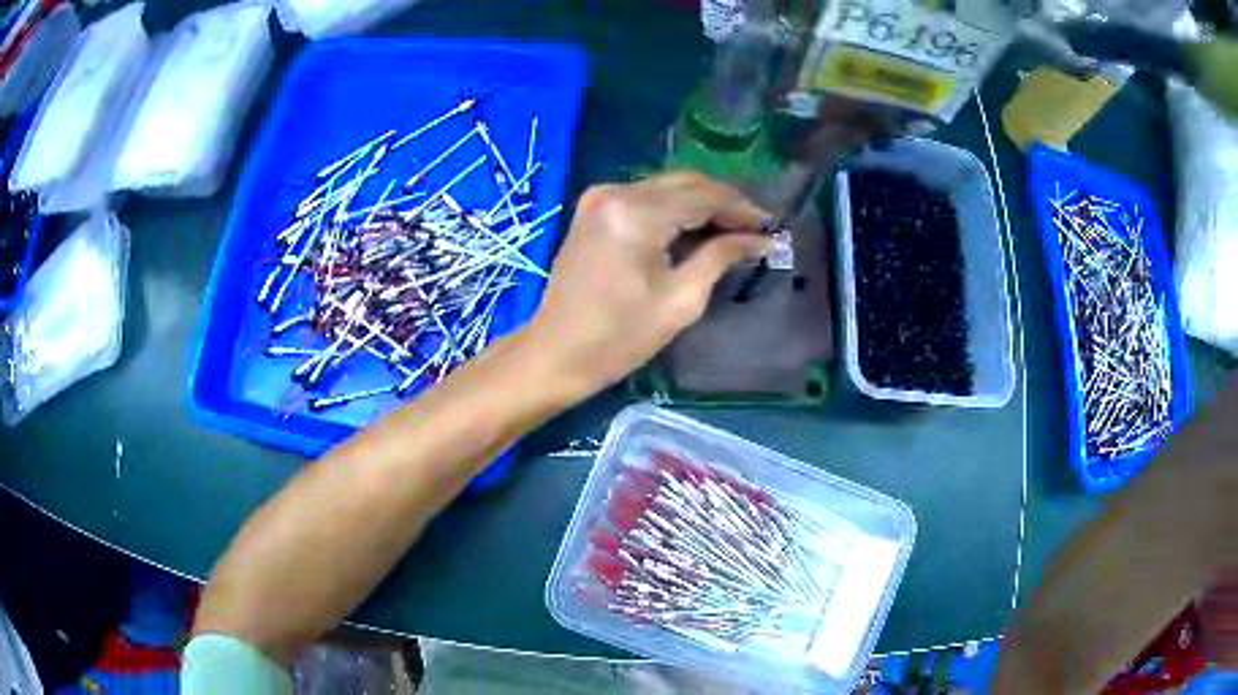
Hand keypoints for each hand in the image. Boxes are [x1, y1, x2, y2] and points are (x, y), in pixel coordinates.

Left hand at [526, 171, 772, 398]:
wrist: (555, 352)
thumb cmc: (619, 338)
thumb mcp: (681, 300)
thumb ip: (721, 257)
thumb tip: (762, 240)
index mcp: (636, 213)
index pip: (703, 196)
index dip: (741, 209)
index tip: (771, 226)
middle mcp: (616, 192)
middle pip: (686, 183)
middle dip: (724, 203)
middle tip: (756, 229)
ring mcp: (600, 197)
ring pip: (667, 188)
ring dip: (701, 205)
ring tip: (734, 230)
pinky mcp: (593, 209)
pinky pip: (646, 198)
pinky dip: (674, 210)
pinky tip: (696, 229)